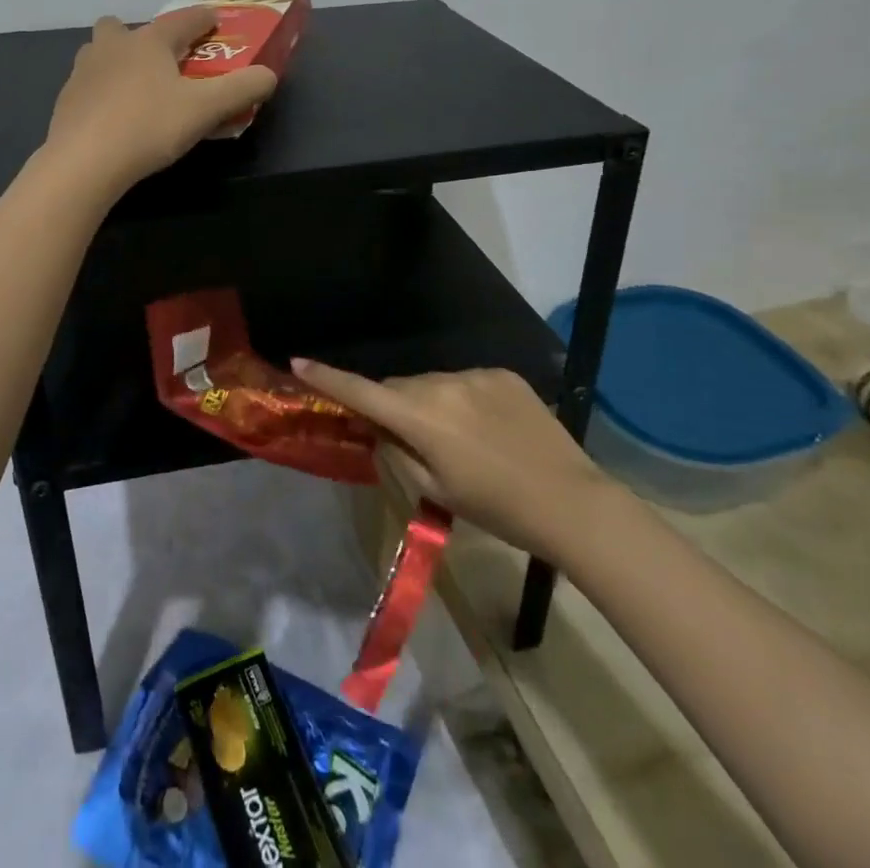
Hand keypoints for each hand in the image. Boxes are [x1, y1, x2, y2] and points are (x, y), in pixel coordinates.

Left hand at [44, 8, 277, 193]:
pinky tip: (113, 117)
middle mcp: (111, 47)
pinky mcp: (66, 101)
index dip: (202, 19)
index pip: (181, 20)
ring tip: (136, 88)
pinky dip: (103, 92)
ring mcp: (82, 73)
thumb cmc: (148, 126)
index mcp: (147, 42)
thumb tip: (269, 74)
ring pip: (99, 53)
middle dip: (143, 37)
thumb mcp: (205, 109)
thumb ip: (241, 89)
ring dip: (117, 61)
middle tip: (162, 60)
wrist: (83, 162)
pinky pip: (88, 86)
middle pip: (123, 27)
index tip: (214, 21)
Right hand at [290, 360, 612, 561]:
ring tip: (458, 439)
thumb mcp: (436, 490)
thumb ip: (398, 452)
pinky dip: (462, 399)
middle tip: (406, 436)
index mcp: (422, 418)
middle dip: (392, 404)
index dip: (327, 378)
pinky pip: (465, 381)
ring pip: (432, 383)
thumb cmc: (497, 508)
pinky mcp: (502, 374)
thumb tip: (379, 428)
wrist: (571, 502)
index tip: (298, 362)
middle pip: (399, 386)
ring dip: (429, 402)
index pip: (362, 392)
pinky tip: (488, 429)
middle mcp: (443, 385)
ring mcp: (475, 375)